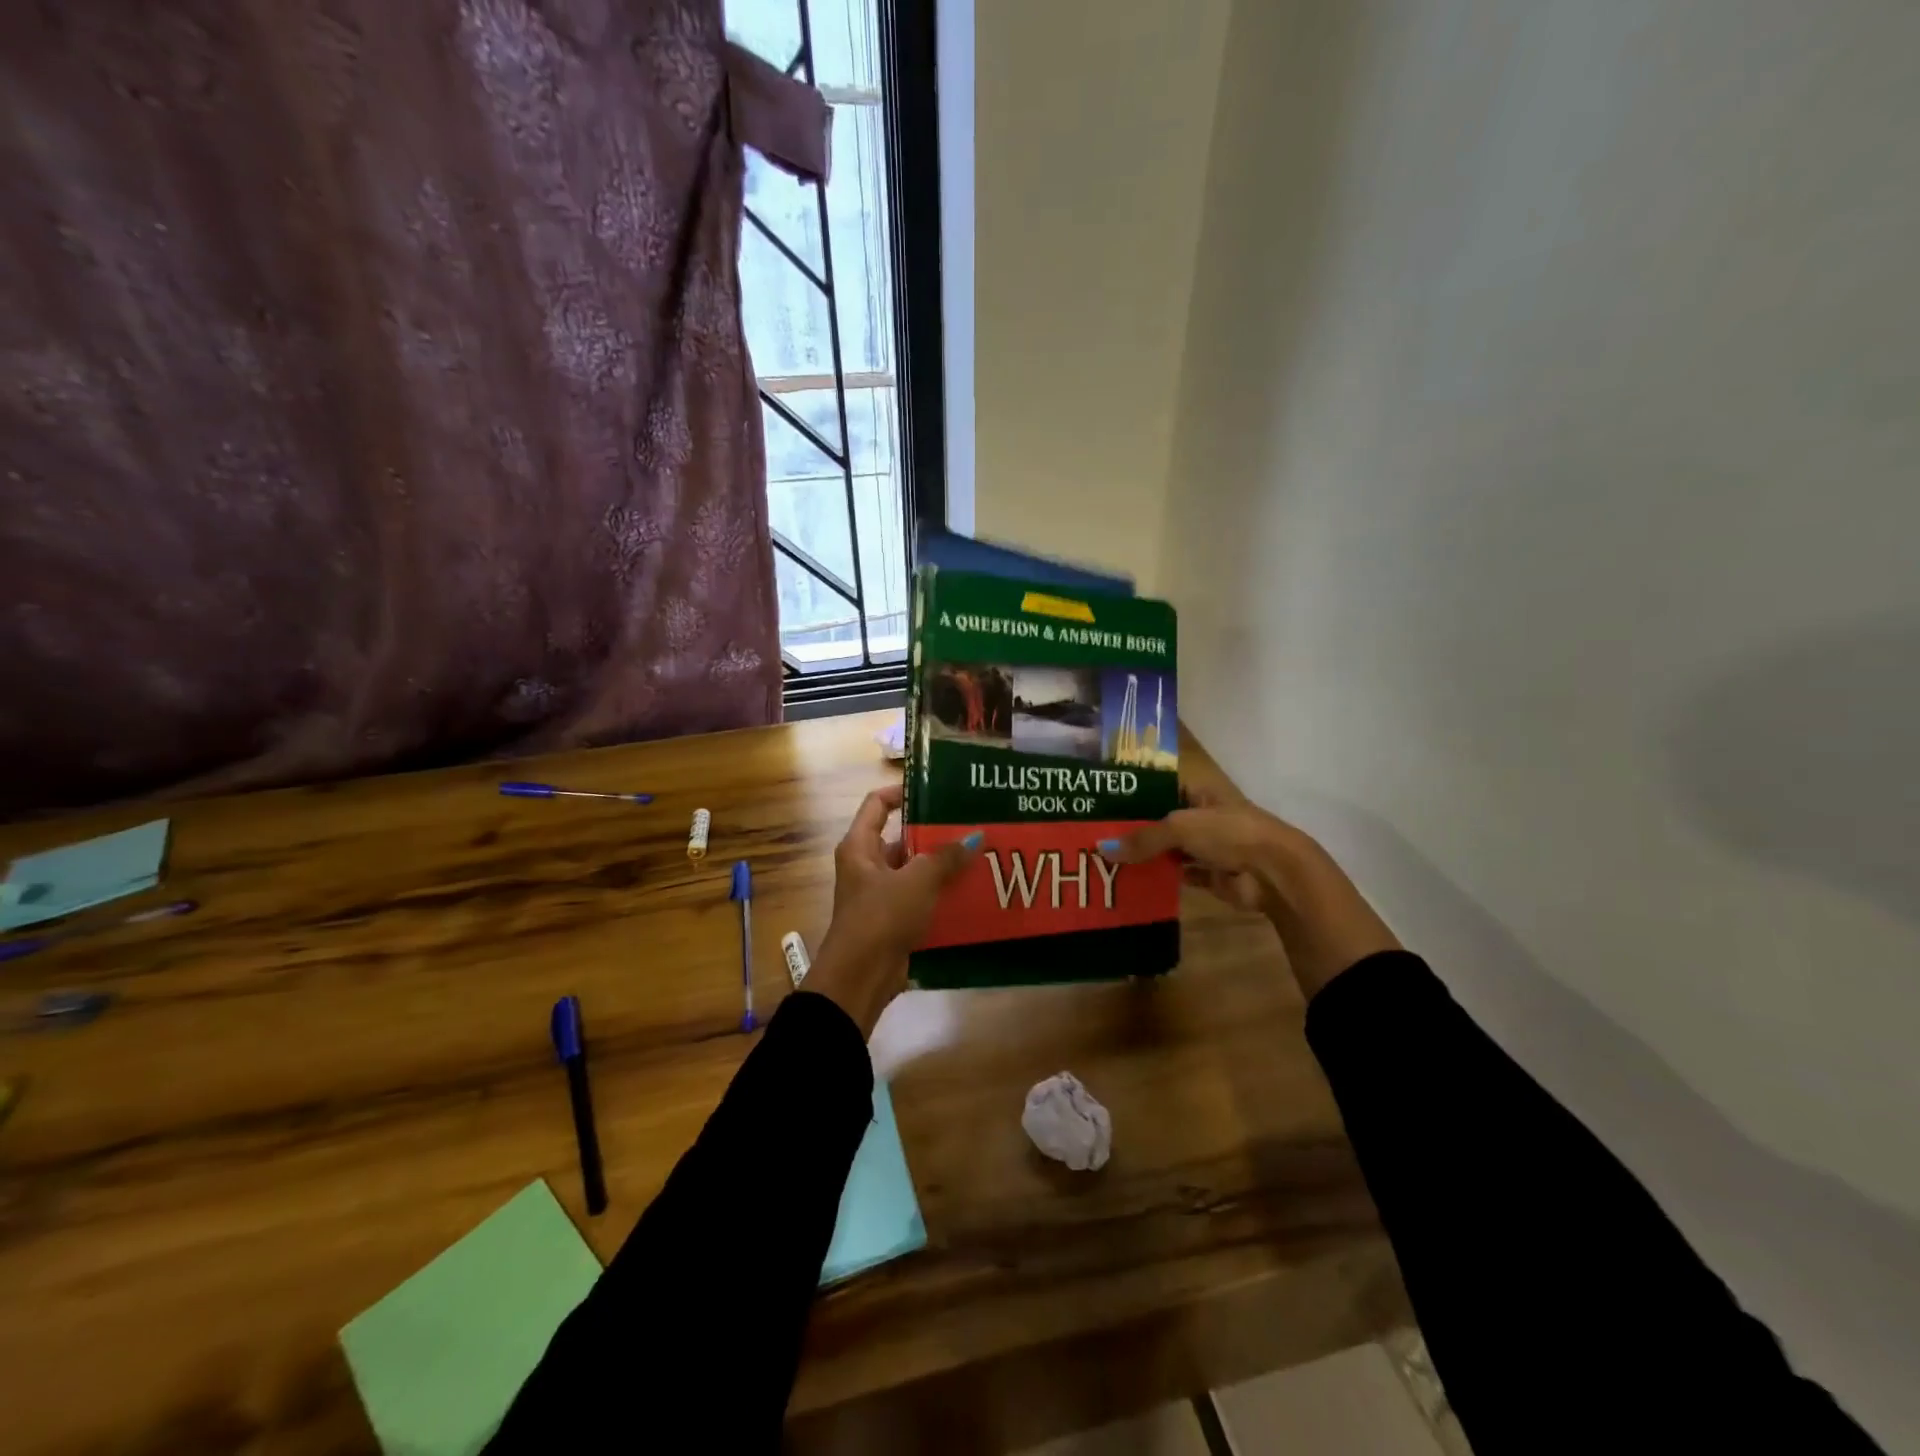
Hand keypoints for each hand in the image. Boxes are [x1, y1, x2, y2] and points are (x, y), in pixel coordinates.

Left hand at [806, 784, 980, 1036]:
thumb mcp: (917, 881)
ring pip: (914, 871)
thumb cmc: (881, 917)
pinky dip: (940, 896)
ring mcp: (879, 895)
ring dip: (941, 867)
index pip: (877, 804)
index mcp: (860, 846)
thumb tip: (975, 836)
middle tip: (971, 826)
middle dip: (934, 834)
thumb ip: (945, 857)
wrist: (861, 977)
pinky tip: (971, 893)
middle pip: (901, 838)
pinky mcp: (892, 920)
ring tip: (979, 858)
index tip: (936, 789)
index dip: (902, 792)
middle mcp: (866, 866)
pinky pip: (920, 899)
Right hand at [1102, 793, 1399, 998]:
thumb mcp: (1180, 827)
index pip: (1159, 784)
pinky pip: (1176, 873)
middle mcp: (1202, 814)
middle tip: (1093, 832)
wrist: (1274, 872)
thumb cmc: (1229, 833)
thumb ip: (1142, 838)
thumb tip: (1102, 849)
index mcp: (1199, 790)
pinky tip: (1130, 880)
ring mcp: (1206, 845)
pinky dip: (1158, 877)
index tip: (1100, 798)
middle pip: (1160, 818)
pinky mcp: (1209, 874)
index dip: (1133, 790)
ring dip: (1144, 854)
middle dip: (1133, 826)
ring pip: (1167, 847)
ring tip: (1104, 857)